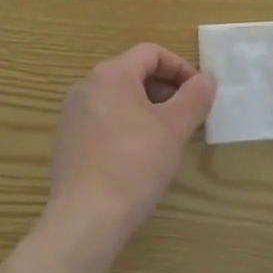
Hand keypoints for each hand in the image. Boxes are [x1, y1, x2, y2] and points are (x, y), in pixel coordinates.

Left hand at [48, 43, 215, 245]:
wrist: (85, 219)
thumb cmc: (134, 165)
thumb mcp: (174, 128)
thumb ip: (194, 97)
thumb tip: (206, 79)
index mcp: (111, 74)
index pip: (151, 53)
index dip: (180, 68)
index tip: (199, 94)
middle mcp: (86, 86)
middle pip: (133, 73)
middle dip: (165, 91)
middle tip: (186, 118)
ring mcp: (72, 114)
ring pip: (118, 98)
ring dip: (146, 110)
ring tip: (166, 139)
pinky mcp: (66, 142)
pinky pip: (102, 121)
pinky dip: (125, 127)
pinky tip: (137, 158)